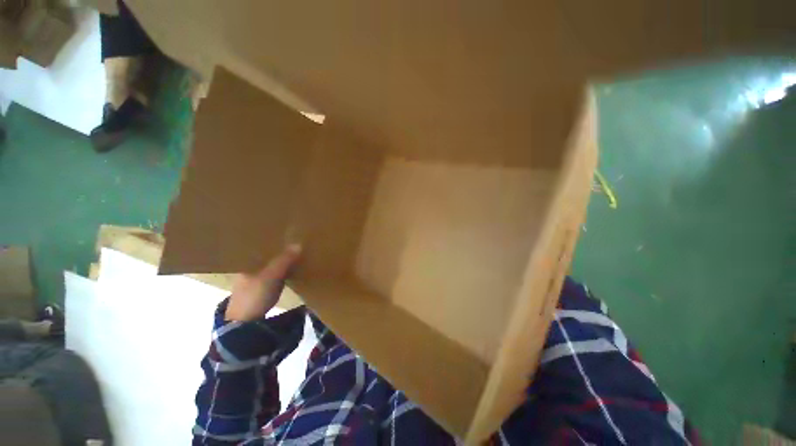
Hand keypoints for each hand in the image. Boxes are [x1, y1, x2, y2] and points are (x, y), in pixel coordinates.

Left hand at [225, 245, 301, 321]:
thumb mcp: (270, 276)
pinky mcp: (264, 288)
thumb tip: (298, 244)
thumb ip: (284, 260)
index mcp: (246, 263)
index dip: (274, 241)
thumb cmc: (254, 295)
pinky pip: (277, 274)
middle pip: (268, 255)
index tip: (288, 234)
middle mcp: (250, 269)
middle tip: (298, 241)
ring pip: (273, 265)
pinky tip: (294, 267)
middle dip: (281, 250)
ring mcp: (257, 279)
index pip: (261, 247)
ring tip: (299, 252)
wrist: (246, 323)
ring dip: (284, 260)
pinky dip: (285, 270)